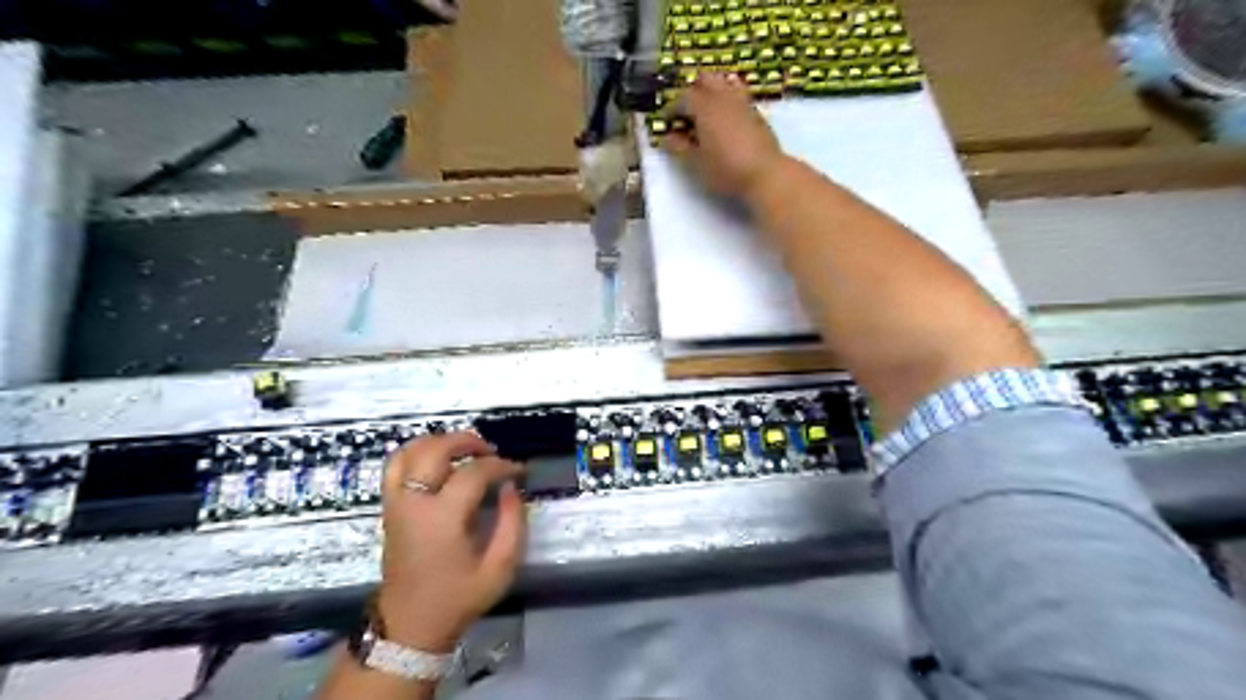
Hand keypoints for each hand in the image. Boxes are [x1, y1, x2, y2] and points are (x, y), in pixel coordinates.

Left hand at [373, 431, 521, 650]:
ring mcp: (396, 503)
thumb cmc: (458, 598)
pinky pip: (395, 465)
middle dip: (467, 441)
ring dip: (439, 441)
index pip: (474, 472)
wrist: (410, 626)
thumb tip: (511, 488)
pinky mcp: (389, 508)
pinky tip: (436, 458)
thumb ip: (513, 523)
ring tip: (464, 450)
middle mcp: (414, 503)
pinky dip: (415, 451)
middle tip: (491, 451)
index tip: (519, 470)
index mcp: (442, 518)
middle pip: (435, 450)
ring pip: (410, 451)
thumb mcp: (500, 568)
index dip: (500, 465)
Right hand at [666, 71, 782, 195]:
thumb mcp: (695, 163)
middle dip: (692, 92)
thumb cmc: (726, 169)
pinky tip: (725, 121)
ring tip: (706, 114)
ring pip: (724, 83)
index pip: (682, 98)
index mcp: (705, 107)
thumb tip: (667, 138)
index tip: (666, 123)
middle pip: (704, 80)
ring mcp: (742, 102)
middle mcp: (723, 97)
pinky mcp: (756, 112)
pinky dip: (727, 101)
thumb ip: (679, 148)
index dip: (671, 110)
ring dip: (711, 92)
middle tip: (686, 113)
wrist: (766, 173)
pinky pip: (738, 95)